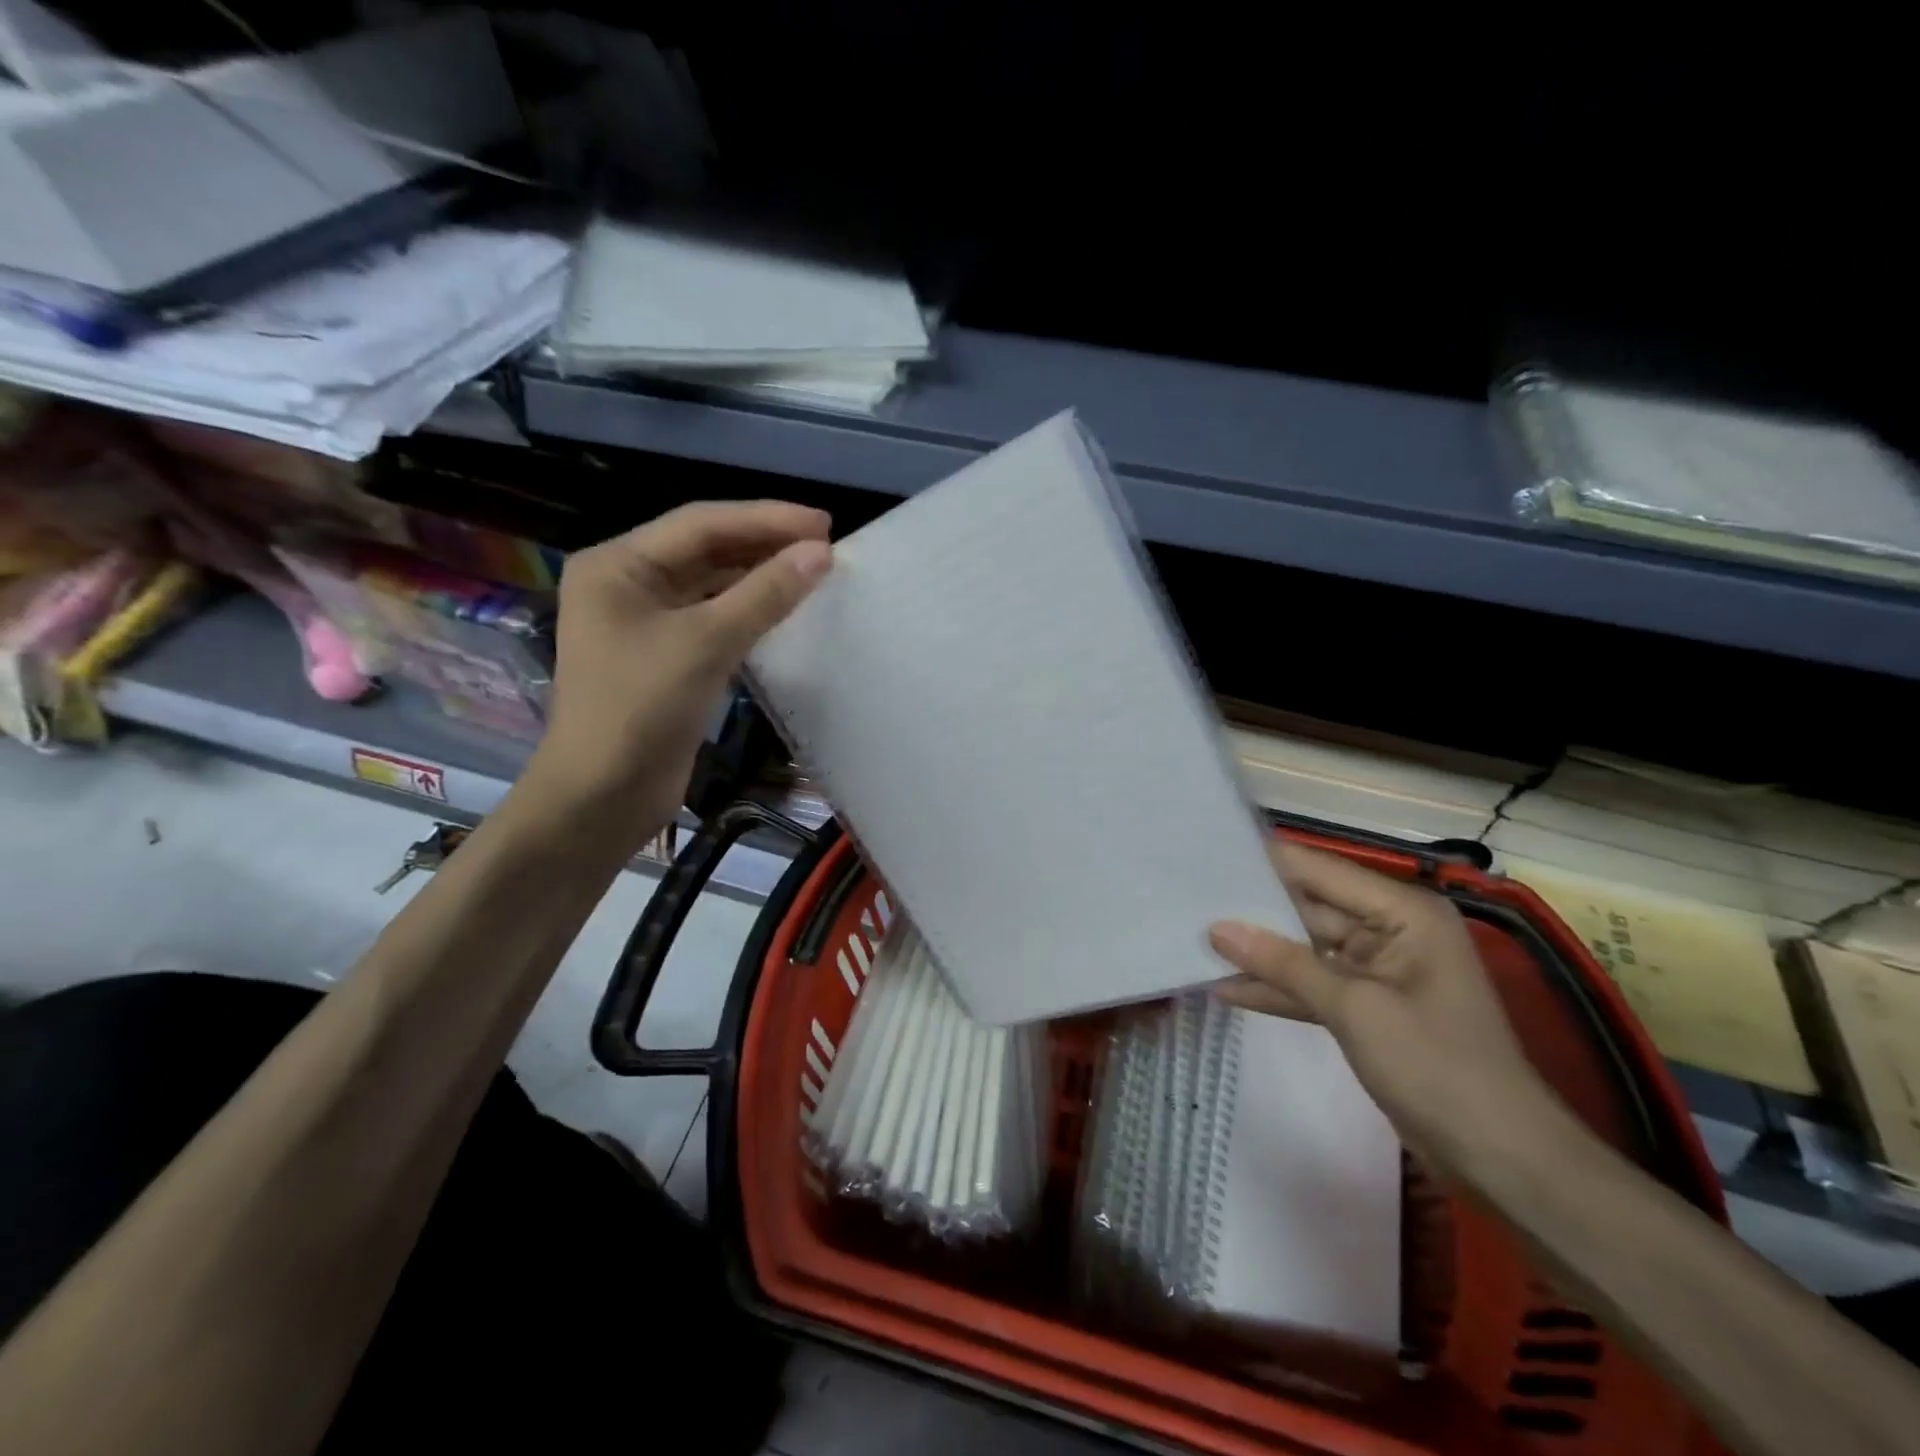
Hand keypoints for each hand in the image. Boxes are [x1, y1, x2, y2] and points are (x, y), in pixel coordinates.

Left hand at [526, 501, 830, 845]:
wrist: (603, 796)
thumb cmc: (641, 709)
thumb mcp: (706, 643)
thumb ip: (764, 594)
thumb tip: (821, 554)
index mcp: (618, 565)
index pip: (701, 523)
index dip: (766, 518)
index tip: (823, 524)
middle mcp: (628, 584)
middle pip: (705, 550)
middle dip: (764, 545)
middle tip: (826, 546)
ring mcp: (645, 623)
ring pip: (712, 586)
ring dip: (760, 579)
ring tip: (814, 573)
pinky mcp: (666, 658)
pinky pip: (714, 619)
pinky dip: (749, 613)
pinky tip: (786, 611)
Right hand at [1208, 840, 1562, 1166]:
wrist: (1502, 1159)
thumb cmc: (1437, 1066)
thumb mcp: (1354, 1008)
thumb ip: (1283, 963)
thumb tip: (1217, 929)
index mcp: (1403, 912)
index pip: (1319, 871)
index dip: (1264, 864)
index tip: (1207, 857)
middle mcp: (1390, 930)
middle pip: (1308, 907)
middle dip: (1253, 910)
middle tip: (1189, 899)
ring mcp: (1377, 970)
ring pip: (1304, 949)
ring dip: (1258, 953)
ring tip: (1196, 941)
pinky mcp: (1367, 1007)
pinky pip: (1312, 984)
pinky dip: (1277, 988)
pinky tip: (1225, 987)